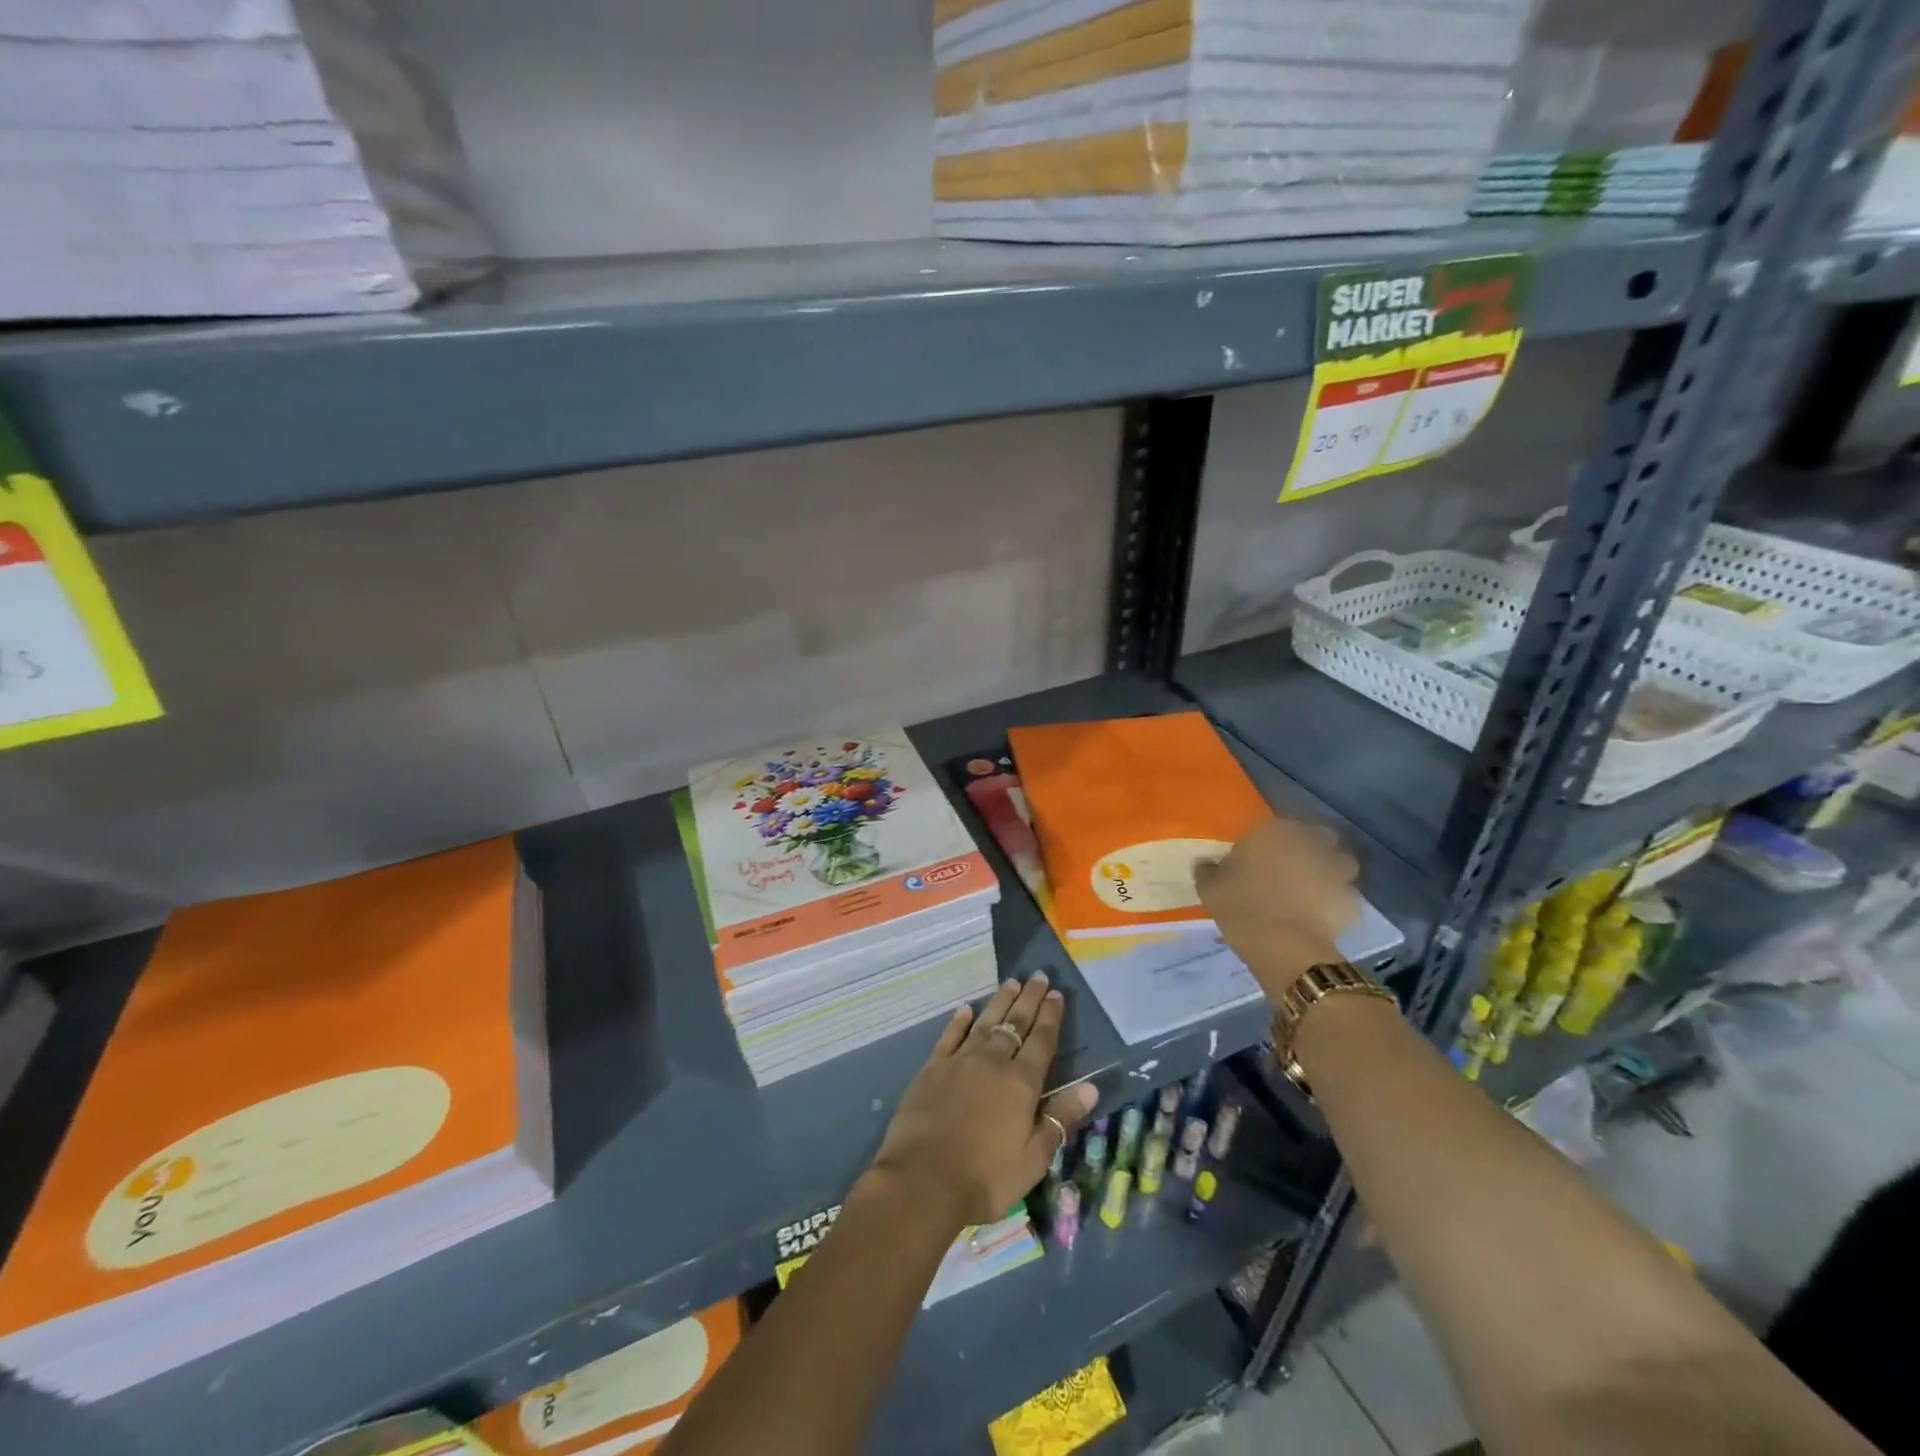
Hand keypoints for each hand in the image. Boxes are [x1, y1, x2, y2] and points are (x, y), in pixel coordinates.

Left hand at [869, 973, 1097, 1229]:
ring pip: (985, 1022)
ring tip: (1011, 983)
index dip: (1050, 1016)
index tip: (1057, 994)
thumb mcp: (1033, 1159)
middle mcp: (992, 1062)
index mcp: (1021, 1083)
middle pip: (1015, 1023)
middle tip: (1039, 976)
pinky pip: (949, 1036)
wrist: (921, 1180)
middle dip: (1029, 999)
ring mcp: (960, 1061)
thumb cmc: (984, 1177)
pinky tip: (965, 1010)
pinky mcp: (932, 1068)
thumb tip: (1090, 1087)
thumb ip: (1060, 1119)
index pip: (1041, 1041)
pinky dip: (959, 1021)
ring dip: (1000, 1002)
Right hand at [1195, 817, 1359, 1003]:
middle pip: (1320, 837)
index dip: (1278, 840)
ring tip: (1316, 890)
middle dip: (1313, 848)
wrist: (1281, 944)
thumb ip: (1208, 871)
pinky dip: (1339, 902)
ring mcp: (1334, 871)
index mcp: (1274, 832)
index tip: (1267, 855)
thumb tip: (1204, 863)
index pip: (1282, 825)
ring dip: (1332, 871)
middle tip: (1296, 868)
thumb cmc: (1241, 906)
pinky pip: (1347, 895)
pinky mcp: (1351, 899)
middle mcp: (1309, 844)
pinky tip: (1325, 915)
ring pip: (1342, 863)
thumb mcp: (1210, 888)